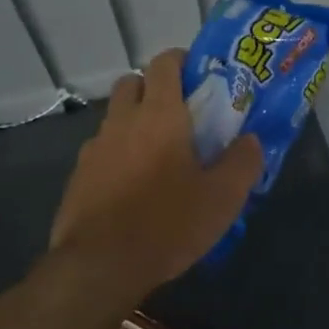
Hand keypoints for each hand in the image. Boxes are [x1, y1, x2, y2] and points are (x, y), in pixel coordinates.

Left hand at [49, 48, 262, 296]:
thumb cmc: (167, 223)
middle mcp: (123, 120)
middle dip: (155, 88)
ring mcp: (95, 148)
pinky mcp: (78, 176)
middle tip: (180, 115)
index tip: (200, 77)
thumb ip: (243, 162)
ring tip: (158, 155)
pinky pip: (101, 150)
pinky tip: (133, 186)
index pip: (165, 62)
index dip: (182, 61)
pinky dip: (118, 154)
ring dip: (135, 122)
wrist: (100, 266)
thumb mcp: (223, 198)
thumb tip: (250, 140)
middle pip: (134, 83)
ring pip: (115, 117)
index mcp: (160, 114)